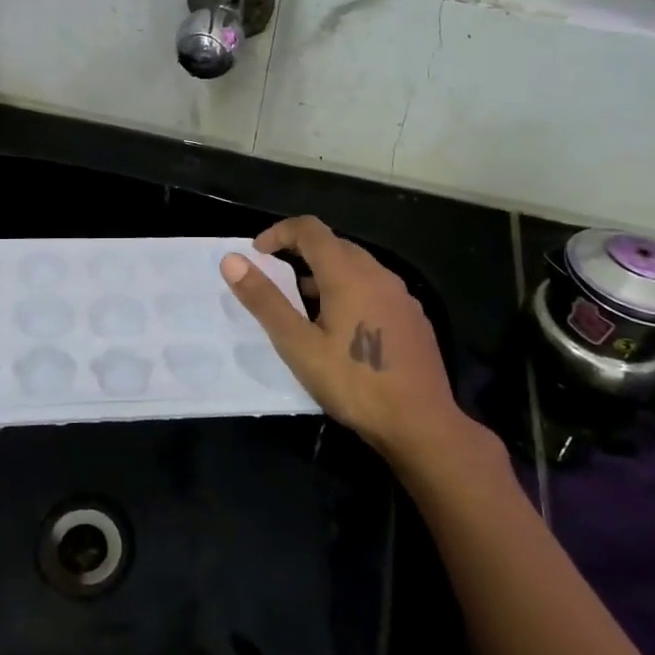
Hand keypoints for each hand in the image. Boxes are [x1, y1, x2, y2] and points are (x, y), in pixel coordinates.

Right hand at [219, 216, 485, 465]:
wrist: (421, 425)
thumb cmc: (353, 383)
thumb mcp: (298, 345)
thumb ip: (265, 300)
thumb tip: (232, 261)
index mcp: (348, 274)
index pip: (309, 229)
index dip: (279, 233)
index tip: (257, 253)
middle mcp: (378, 274)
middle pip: (334, 244)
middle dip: (300, 252)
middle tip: (275, 280)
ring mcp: (401, 295)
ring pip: (356, 267)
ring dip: (324, 274)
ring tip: (304, 307)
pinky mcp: (413, 317)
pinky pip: (374, 288)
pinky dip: (349, 291)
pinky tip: (342, 329)